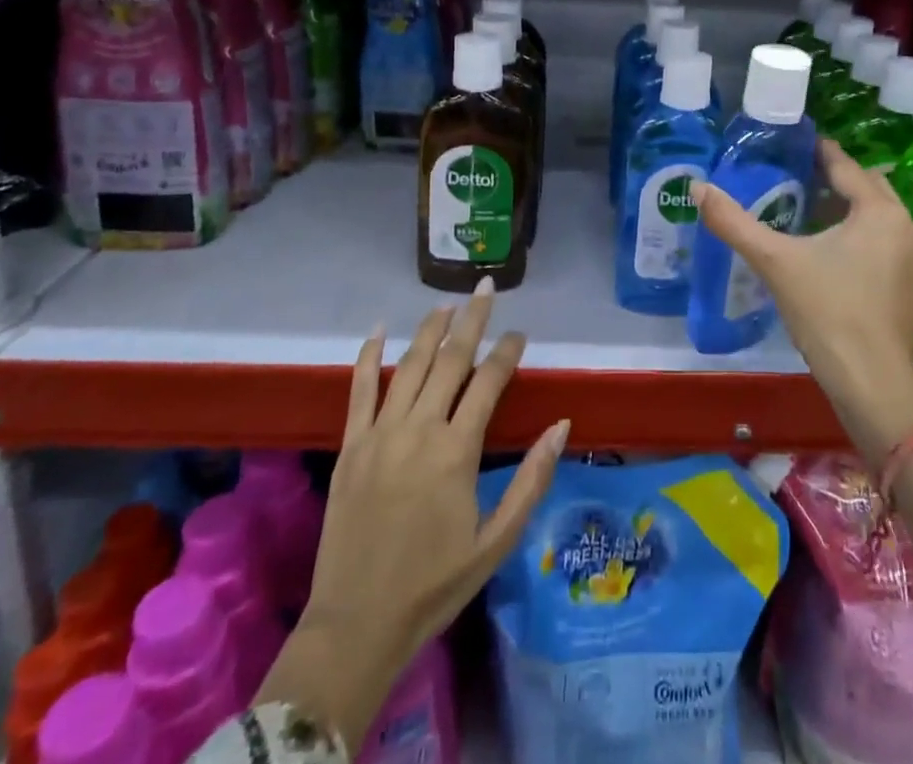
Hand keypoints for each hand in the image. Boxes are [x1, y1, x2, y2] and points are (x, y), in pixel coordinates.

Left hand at [258, 283, 569, 741]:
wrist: (356, 625)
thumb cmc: (435, 585)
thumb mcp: (497, 540)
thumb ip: (532, 479)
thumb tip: (562, 425)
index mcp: (456, 451)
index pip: (489, 382)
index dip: (508, 352)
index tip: (521, 333)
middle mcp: (418, 430)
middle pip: (449, 359)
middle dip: (472, 320)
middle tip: (487, 287)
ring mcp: (379, 434)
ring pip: (408, 365)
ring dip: (429, 328)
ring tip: (448, 301)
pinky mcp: (350, 447)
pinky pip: (358, 390)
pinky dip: (368, 356)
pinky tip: (378, 328)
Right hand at [695, 139, 912, 466]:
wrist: (871, 384)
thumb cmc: (826, 312)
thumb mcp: (775, 261)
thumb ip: (734, 222)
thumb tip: (697, 187)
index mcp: (879, 211)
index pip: (846, 167)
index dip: (819, 152)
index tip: (795, 142)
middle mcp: (905, 226)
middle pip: (868, 187)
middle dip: (837, 177)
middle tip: (799, 174)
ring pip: (879, 215)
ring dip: (851, 206)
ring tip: (812, 208)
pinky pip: (886, 241)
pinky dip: (863, 233)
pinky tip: (835, 250)